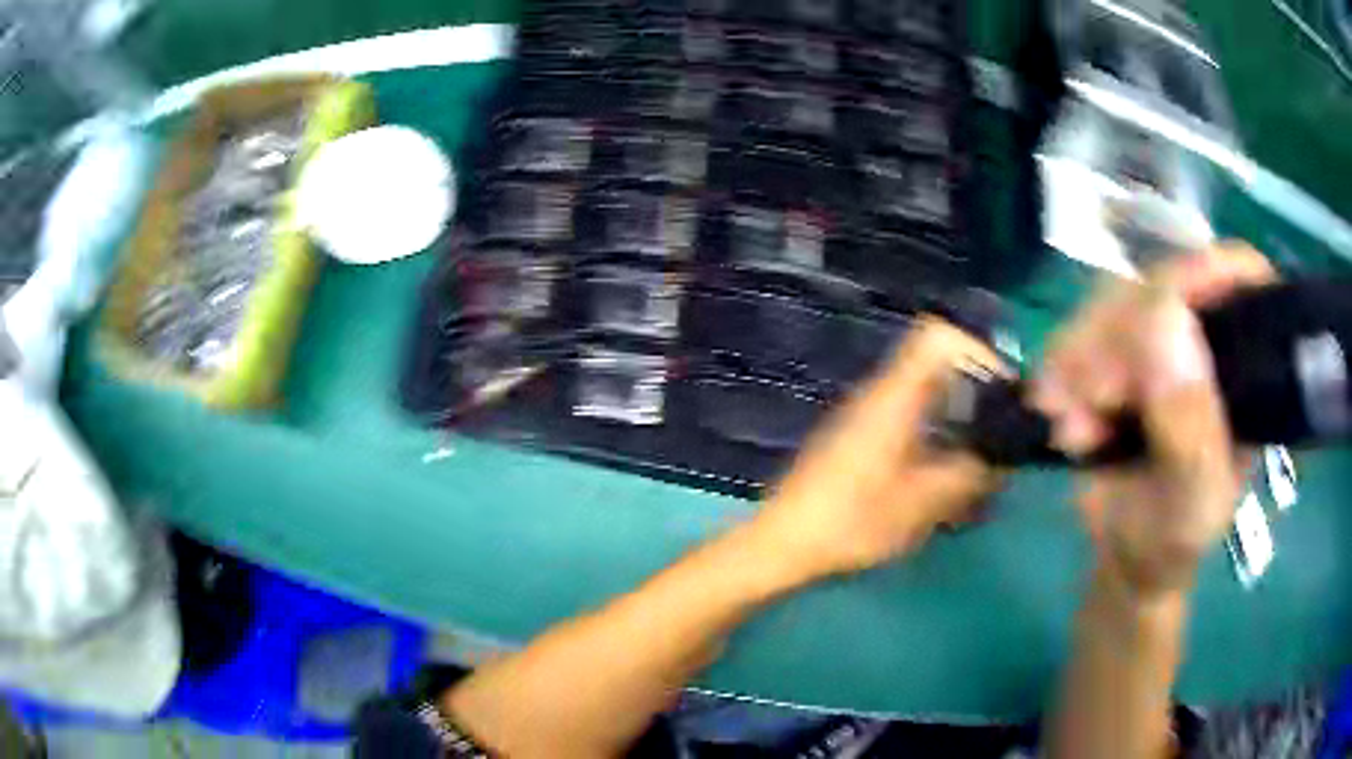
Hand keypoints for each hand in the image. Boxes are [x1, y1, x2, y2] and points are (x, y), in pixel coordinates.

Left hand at [746, 317, 1004, 580]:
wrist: (782, 543)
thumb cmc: (852, 520)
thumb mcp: (922, 502)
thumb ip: (970, 474)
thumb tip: (1005, 457)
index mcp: (895, 395)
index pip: (939, 336)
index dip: (977, 353)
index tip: (1004, 395)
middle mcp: (882, 395)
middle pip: (940, 372)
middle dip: (977, 403)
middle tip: (999, 444)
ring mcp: (868, 418)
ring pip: (928, 404)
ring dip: (958, 431)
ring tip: (978, 477)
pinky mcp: (860, 442)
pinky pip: (910, 429)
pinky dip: (935, 448)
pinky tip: (944, 493)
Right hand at [1032, 244, 1276, 599]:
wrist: (1126, 559)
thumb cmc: (1172, 540)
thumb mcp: (1192, 499)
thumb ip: (1191, 424)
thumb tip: (1166, 317)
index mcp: (1248, 365)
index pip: (1238, 277)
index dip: (1201, 274)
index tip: (1156, 311)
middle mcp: (1207, 336)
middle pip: (1162, 283)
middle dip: (1120, 337)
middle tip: (1096, 402)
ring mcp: (1161, 340)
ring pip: (1113, 302)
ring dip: (1081, 361)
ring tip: (1074, 429)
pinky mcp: (1118, 352)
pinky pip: (1080, 331)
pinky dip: (1060, 371)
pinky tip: (1061, 415)